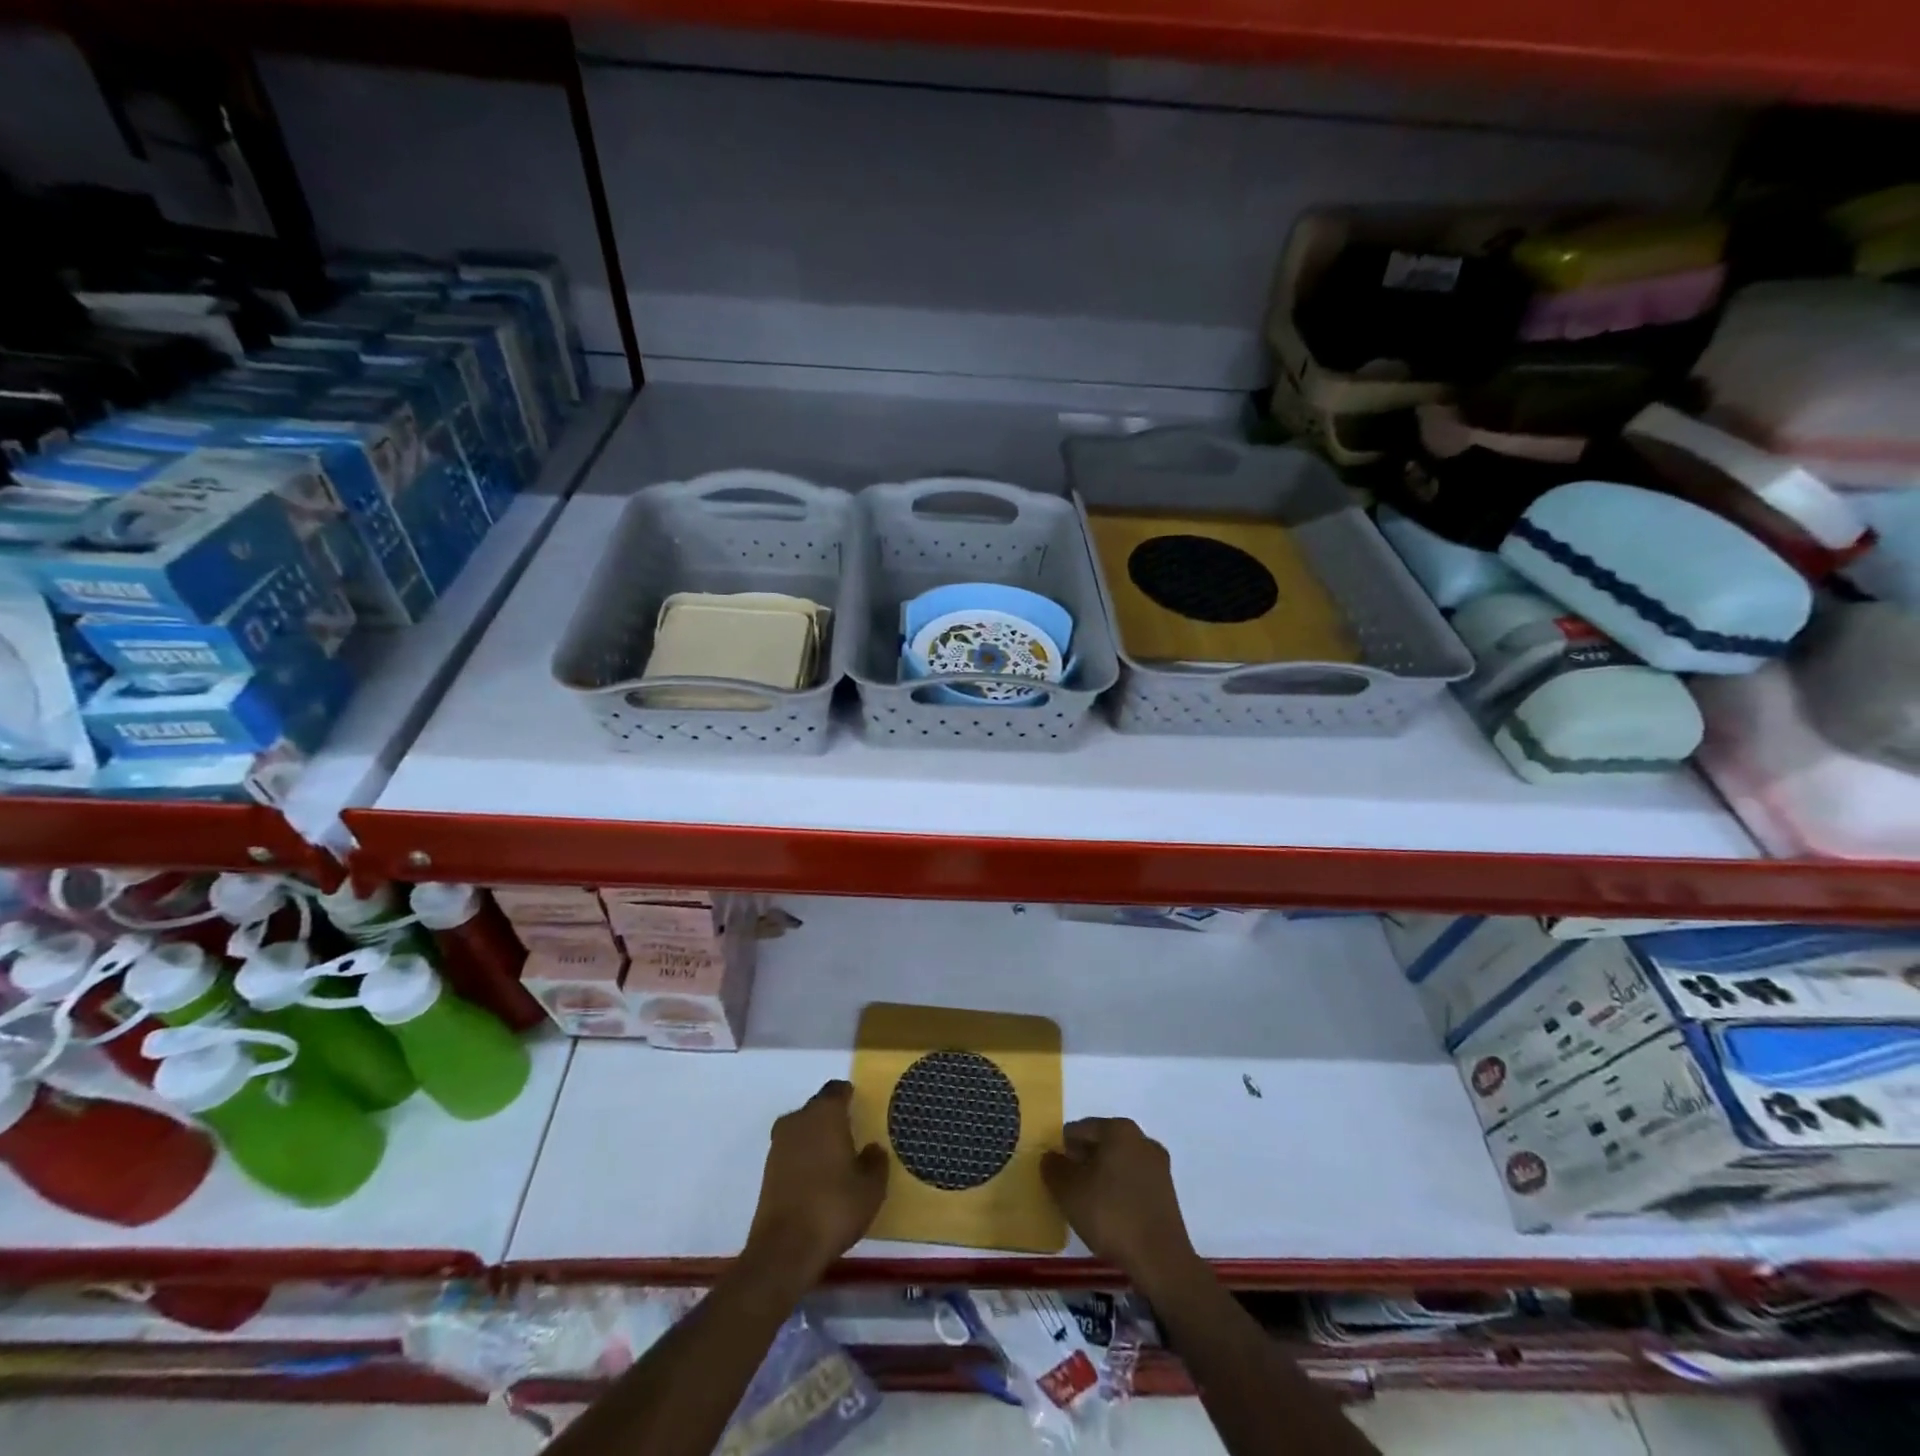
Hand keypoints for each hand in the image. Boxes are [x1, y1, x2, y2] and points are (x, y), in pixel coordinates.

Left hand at [743, 1081, 887, 1287]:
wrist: (784, 1250)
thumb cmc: (834, 1208)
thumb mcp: (871, 1188)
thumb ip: (876, 1161)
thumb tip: (872, 1148)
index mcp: (825, 1113)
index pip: (837, 1090)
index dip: (849, 1095)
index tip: (860, 1106)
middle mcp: (799, 1120)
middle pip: (817, 1107)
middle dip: (833, 1116)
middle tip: (852, 1133)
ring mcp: (779, 1145)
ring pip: (802, 1128)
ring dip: (816, 1137)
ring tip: (836, 1157)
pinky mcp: (767, 1171)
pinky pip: (792, 1151)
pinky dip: (804, 1157)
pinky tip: (817, 1177)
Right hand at [1042, 1118, 1198, 1292]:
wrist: (1160, 1260)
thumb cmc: (1110, 1215)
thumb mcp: (1068, 1190)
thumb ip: (1053, 1167)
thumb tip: (1051, 1157)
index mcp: (1118, 1129)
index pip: (1079, 1130)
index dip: (1061, 1149)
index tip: (1053, 1172)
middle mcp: (1141, 1139)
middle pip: (1101, 1144)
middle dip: (1082, 1162)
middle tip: (1066, 1188)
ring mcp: (1158, 1165)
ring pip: (1118, 1164)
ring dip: (1100, 1177)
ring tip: (1086, 1204)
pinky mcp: (1167, 1192)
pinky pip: (1133, 1182)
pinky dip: (1118, 1192)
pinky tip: (1109, 1215)